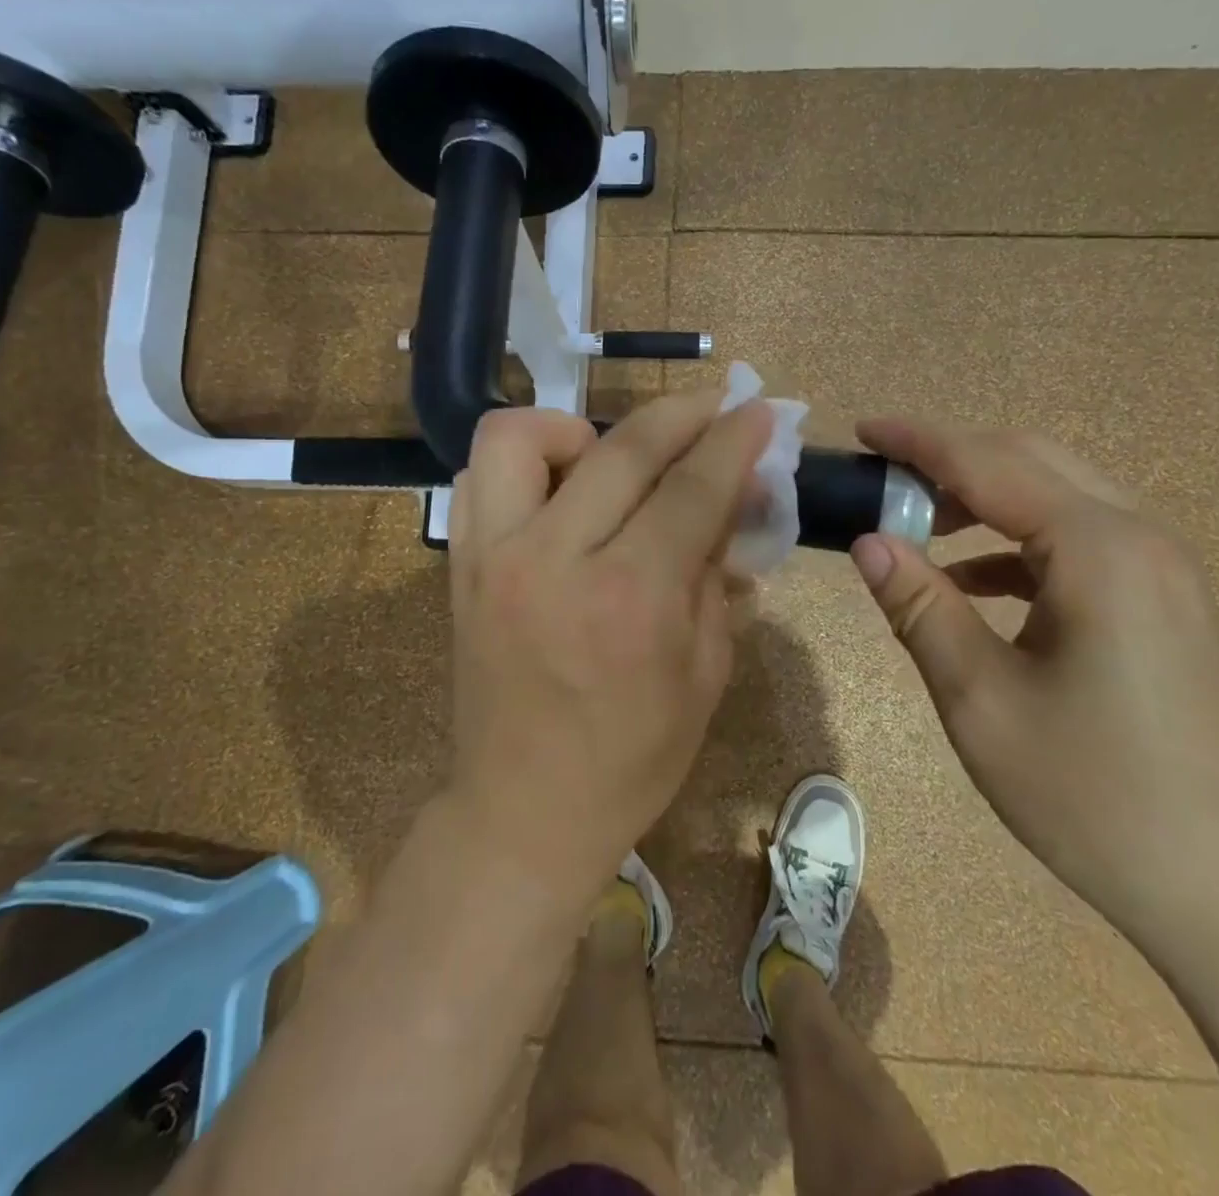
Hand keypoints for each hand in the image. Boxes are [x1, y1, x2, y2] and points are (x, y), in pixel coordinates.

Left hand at [446, 391, 770, 897]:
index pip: (693, 488)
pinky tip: (560, 489)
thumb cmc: (633, 758)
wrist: (523, 811)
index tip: (758, 411)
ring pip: (521, 436)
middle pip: (623, 448)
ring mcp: (494, 557)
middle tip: (713, 408)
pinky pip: (479, 476)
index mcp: (632, 598)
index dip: (734, 440)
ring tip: (611, 455)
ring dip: (579, 426)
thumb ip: (719, 573)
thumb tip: (736, 499)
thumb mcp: (705, 671)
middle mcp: (556, 560)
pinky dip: (524, 462)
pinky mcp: (460, 566)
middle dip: (681, 413)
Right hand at [849, 418, 1218, 960]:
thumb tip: (867, 542)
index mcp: (1097, 548)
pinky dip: (1017, 545)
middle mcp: (1138, 538)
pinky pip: (1080, 543)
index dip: (918, 442)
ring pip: (1057, 499)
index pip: (987, 464)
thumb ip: (920, 607)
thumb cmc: (1095, 794)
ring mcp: (1160, 571)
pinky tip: (974, 585)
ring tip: (917, 530)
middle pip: (1030, 462)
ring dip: (984, 500)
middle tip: (883, 484)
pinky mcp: (1164, 604)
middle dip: (951, 462)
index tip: (862, 430)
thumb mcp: (982, 698)